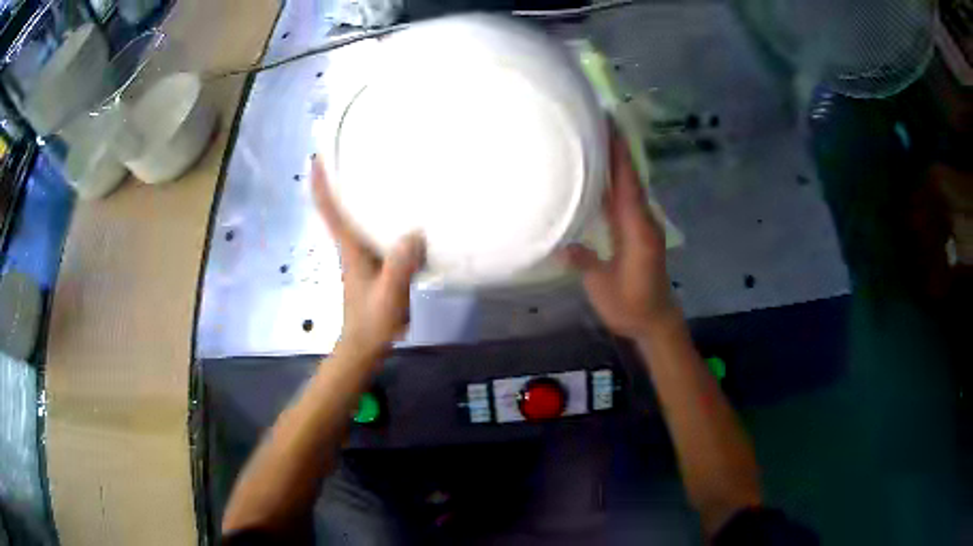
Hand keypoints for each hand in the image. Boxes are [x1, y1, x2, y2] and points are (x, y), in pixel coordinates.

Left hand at [311, 157, 424, 357]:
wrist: (365, 344)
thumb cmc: (373, 322)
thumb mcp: (388, 297)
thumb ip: (398, 269)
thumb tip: (413, 234)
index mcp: (350, 248)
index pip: (329, 210)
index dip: (320, 183)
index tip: (317, 156)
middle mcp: (351, 245)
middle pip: (338, 205)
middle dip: (338, 177)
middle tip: (351, 149)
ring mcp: (361, 253)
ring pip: (353, 215)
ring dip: (355, 192)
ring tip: (376, 168)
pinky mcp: (372, 262)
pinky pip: (371, 229)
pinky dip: (377, 213)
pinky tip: (398, 209)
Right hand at [560, 132, 679, 337]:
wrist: (655, 320)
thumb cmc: (631, 306)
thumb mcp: (604, 287)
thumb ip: (585, 263)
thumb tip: (560, 244)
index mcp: (637, 229)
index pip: (626, 183)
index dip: (618, 154)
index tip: (608, 124)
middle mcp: (643, 220)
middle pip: (629, 177)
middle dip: (616, 148)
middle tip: (597, 121)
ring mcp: (642, 224)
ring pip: (628, 186)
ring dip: (616, 161)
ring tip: (596, 139)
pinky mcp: (638, 230)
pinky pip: (625, 198)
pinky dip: (615, 181)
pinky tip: (600, 175)